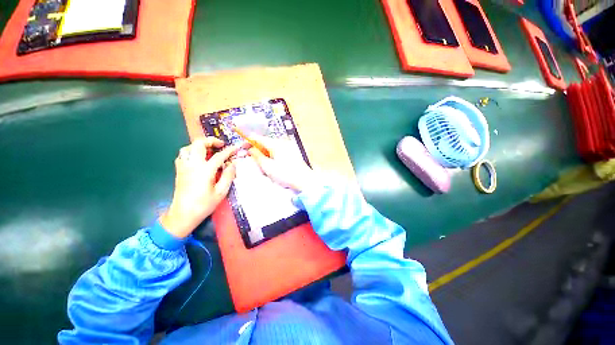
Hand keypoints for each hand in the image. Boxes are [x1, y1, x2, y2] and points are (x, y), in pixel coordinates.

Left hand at [160, 137, 239, 238]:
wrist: (183, 214)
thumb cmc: (204, 204)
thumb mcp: (221, 192)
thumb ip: (228, 176)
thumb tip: (233, 164)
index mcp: (204, 171)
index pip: (219, 156)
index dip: (229, 150)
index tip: (236, 147)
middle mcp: (192, 165)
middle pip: (199, 144)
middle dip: (211, 141)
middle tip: (220, 145)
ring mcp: (183, 166)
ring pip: (188, 147)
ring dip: (200, 145)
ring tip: (210, 150)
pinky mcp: (179, 170)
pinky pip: (183, 154)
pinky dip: (192, 152)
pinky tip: (199, 158)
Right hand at [248, 135, 315, 191]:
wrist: (304, 180)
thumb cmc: (285, 174)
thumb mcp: (267, 166)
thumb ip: (257, 156)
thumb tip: (250, 149)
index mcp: (275, 144)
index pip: (258, 138)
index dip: (248, 141)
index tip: (241, 148)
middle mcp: (282, 142)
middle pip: (265, 142)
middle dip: (257, 149)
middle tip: (252, 159)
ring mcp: (289, 147)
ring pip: (271, 147)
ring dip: (265, 154)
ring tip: (264, 165)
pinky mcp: (292, 152)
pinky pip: (278, 151)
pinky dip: (272, 156)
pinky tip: (273, 165)